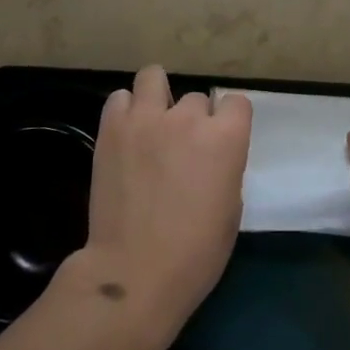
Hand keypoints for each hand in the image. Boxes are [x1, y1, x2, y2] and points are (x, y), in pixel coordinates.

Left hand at [70, 64, 251, 345]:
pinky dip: (126, 110)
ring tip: (152, 122)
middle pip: (196, 98)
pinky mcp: (112, 129)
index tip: (222, 140)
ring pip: (153, 77)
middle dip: (192, 120)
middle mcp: (188, 118)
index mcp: (226, 138)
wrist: (135, 272)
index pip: (236, 102)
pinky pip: (120, 98)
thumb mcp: (231, 208)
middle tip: (182, 149)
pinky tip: (128, 133)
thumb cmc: (196, 253)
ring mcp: (146, 119)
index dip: (230, 121)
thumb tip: (211, 156)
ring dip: (157, 96)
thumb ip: (225, 166)